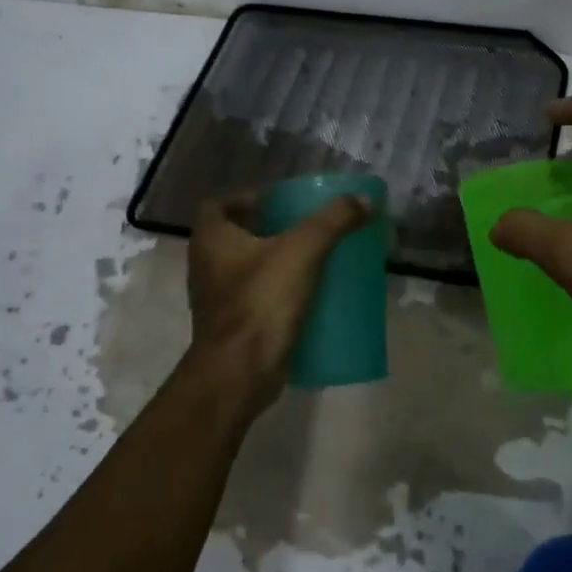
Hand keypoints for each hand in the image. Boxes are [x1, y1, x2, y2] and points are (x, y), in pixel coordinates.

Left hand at [184, 189, 375, 413]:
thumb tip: (365, 199)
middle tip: (303, 228)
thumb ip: (334, 220)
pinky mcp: (232, 328)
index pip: (218, 205)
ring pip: (245, 269)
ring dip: (273, 262)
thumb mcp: (303, 250)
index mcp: (211, 239)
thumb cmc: (261, 301)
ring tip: (311, 259)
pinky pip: (255, 299)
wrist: (240, 373)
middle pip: (234, 236)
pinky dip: (276, 293)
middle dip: (267, 230)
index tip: (278, 203)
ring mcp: (216, 300)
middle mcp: (205, 266)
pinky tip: (307, 296)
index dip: (246, 199)